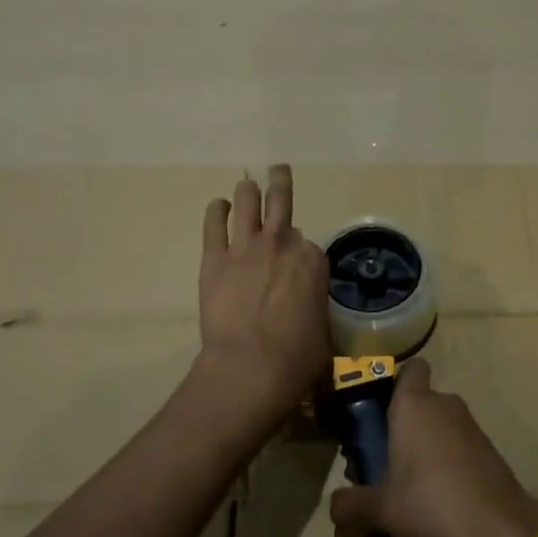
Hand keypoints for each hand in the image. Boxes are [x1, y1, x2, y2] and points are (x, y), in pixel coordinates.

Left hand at [194, 164, 330, 426]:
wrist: (251, 367)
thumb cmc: (297, 358)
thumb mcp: (323, 333)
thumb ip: (316, 312)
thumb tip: (310, 319)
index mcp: (313, 261)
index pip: (307, 243)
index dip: (300, 251)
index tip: (295, 262)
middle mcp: (282, 244)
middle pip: (282, 201)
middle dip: (280, 183)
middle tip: (278, 170)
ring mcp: (247, 247)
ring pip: (247, 201)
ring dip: (247, 191)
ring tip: (246, 186)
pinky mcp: (215, 258)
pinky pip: (213, 223)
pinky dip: (216, 211)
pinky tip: (217, 205)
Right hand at [329, 359, 537, 536]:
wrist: (497, 530)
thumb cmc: (429, 503)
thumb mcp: (380, 509)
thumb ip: (350, 504)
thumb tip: (334, 506)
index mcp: (413, 404)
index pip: (411, 368)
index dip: (399, 382)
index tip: (383, 409)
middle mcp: (444, 404)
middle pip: (423, 401)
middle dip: (407, 424)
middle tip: (388, 459)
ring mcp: (472, 426)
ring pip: (443, 424)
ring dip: (430, 445)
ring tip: (413, 484)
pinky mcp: (492, 450)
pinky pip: (462, 446)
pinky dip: (452, 462)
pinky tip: (443, 497)